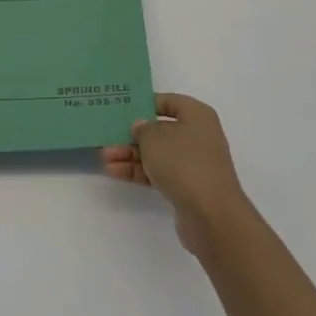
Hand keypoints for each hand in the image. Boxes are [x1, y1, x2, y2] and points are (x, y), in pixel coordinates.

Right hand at [100, 93, 253, 255]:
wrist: (211, 214)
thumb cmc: (183, 162)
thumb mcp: (154, 137)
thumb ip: (142, 128)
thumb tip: (140, 127)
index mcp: (197, 115)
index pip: (168, 102)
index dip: (145, 103)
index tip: (123, 108)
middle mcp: (198, 136)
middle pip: (160, 130)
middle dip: (132, 135)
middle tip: (107, 137)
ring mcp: (193, 163)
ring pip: (157, 154)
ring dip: (131, 155)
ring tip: (105, 157)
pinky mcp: (187, 186)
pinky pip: (159, 173)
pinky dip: (139, 172)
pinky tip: (115, 172)